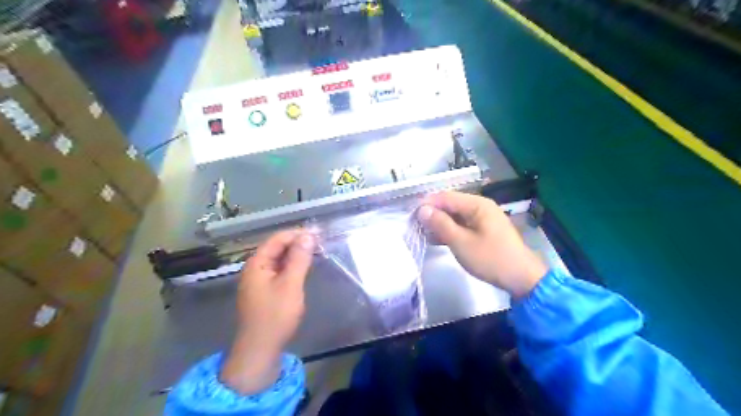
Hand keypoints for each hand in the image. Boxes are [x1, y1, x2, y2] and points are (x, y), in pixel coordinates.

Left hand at [218, 228, 312, 394]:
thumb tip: (308, 236)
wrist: (260, 350)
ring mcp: (259, 280)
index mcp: (257, 263)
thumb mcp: (290, 285)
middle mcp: (255, 268)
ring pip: (279, 260)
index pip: (278, 239)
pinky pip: (279, 271)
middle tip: (320, 243)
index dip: (297, 234)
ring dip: (296, 254)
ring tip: (316, 252)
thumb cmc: (275, 316)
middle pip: (277, 248)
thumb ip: (299, 259)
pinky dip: (292, 266)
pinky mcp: (265, 291)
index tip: (318, 234)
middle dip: (298, 243)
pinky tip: (304, 268)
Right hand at [419, 191, 545, 298]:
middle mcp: (480, 207)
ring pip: (455, 216)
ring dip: (439, 223)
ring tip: (421, 232)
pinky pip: (462, 225)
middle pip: (450, 205)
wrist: (521, 278)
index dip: (427, 203)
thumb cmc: (490, 258)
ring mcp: (483, 219)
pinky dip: (450, 231)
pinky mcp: (484, 231)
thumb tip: (422, 210)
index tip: (410, 214)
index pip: (446, 197)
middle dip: (432, 213)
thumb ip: (440, 224)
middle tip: (414, 225)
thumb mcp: (461, 242)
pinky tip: (436, 239)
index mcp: (477, 204)